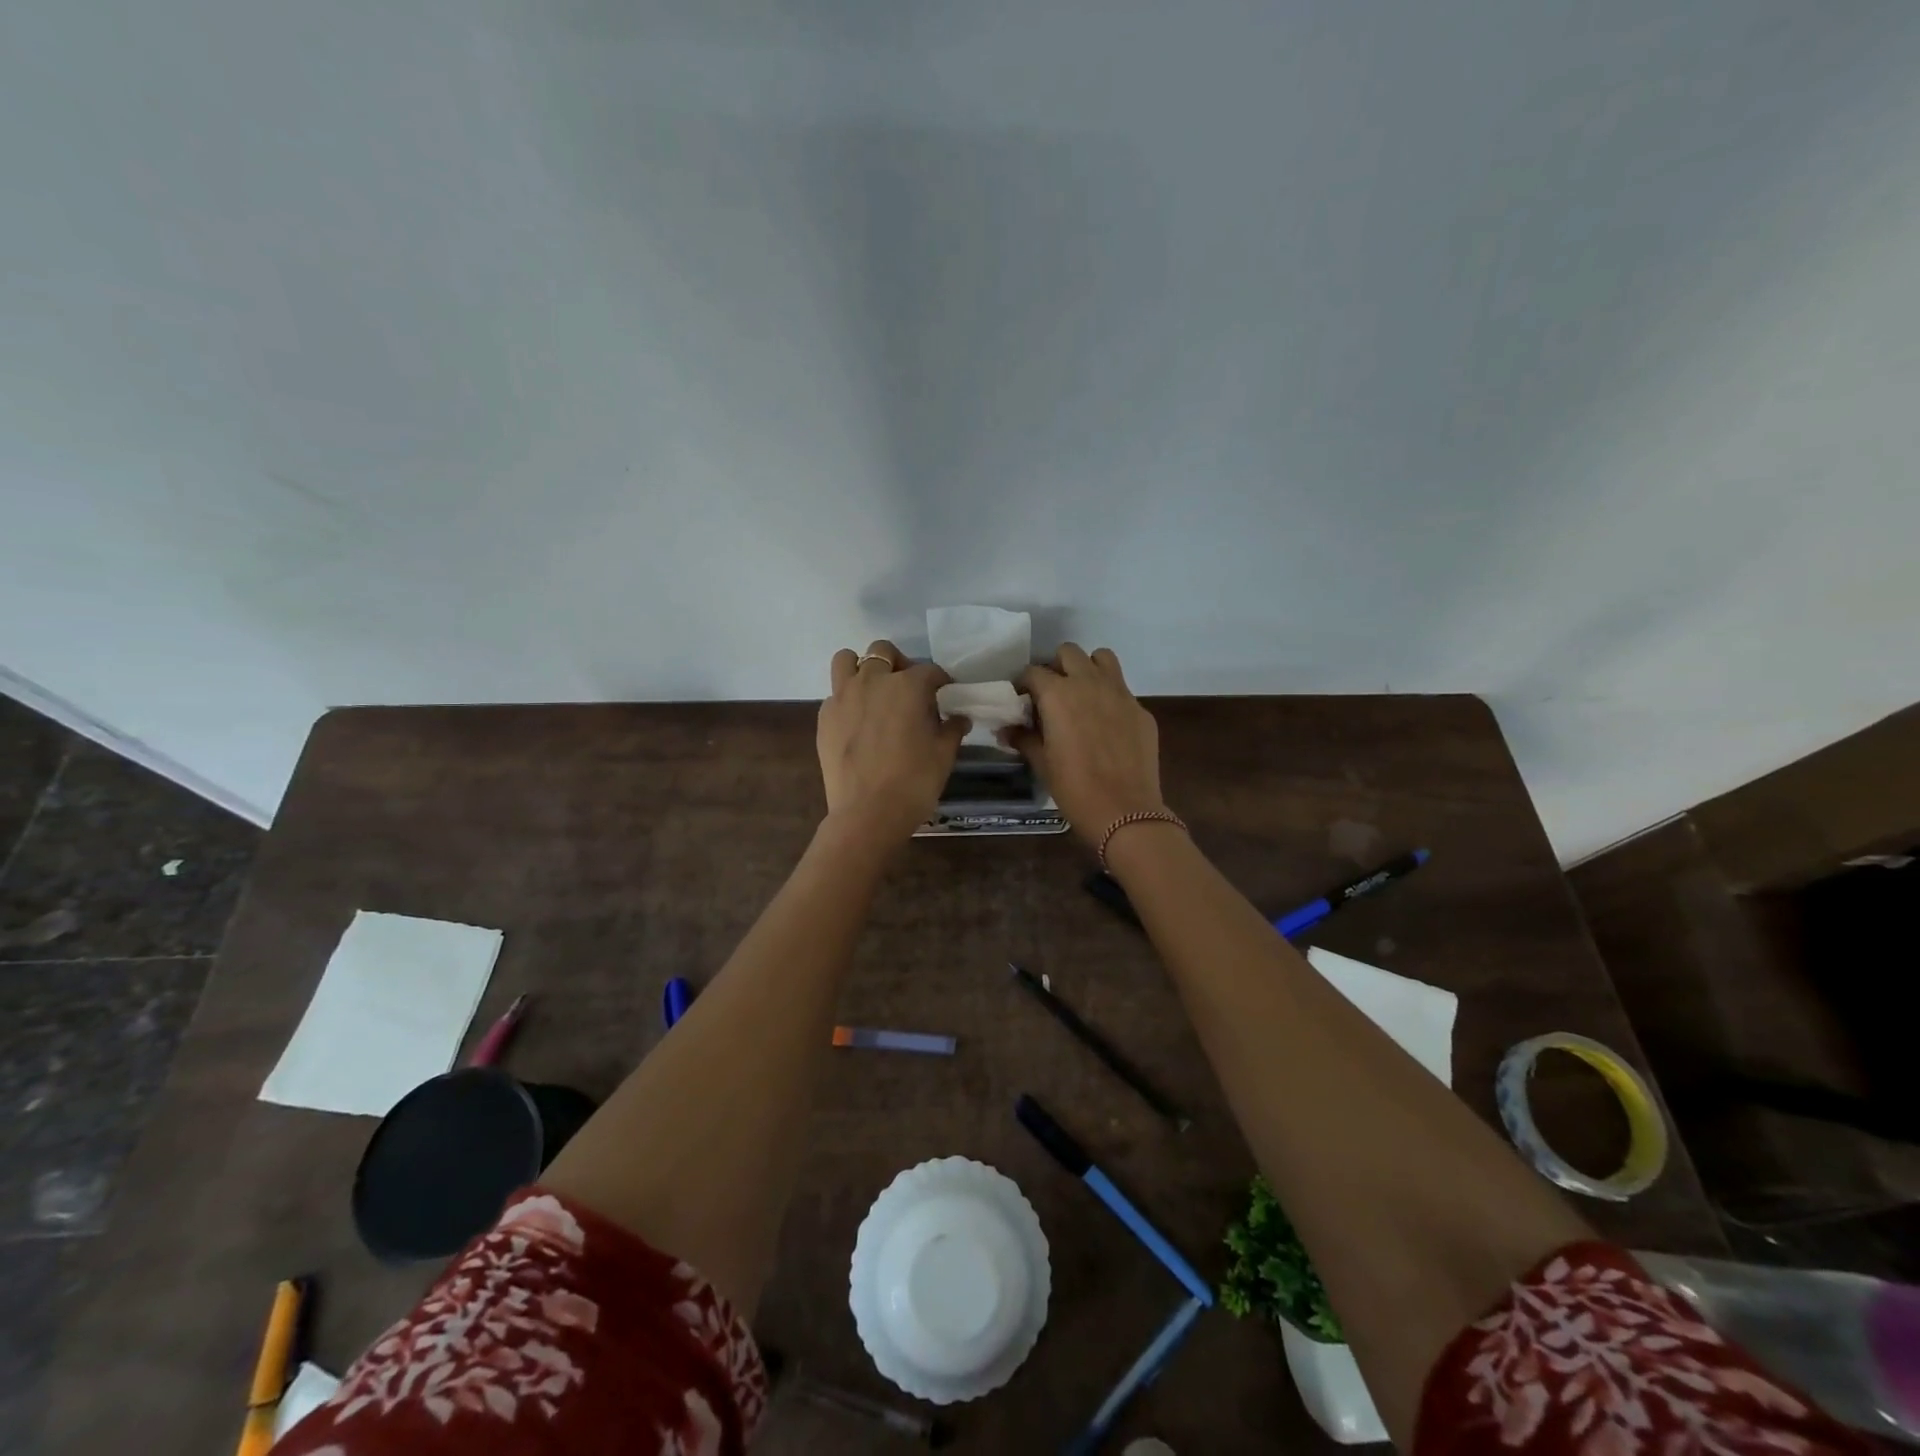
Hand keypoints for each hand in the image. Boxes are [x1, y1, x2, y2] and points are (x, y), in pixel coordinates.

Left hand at [817, 641, 966, 843]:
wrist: (868, 813)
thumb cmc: (914, 782)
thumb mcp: (944, 755)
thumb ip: (951, 729)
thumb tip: (959, 718)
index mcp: (908, 686)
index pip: (929, 670)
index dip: (940, 681)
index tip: (945, 694)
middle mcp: (873, 681)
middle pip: (884, 652)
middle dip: (898, 664)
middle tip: (908, 689)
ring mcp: (843, 696)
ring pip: (847, 660)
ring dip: (862, 668)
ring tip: (873, 692)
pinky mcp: (824, 716)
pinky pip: (835, 693)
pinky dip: (847, 699)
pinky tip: (857, 722)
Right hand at [1009, 644, 1163, 843]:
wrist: (1125, 811)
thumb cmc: (1074, 788)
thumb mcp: (1042, 763)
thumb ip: (1024, 738)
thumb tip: (1007, 730)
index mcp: (1058, 694)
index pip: (1033, 672)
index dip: (1024, 684)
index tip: (1022, 701)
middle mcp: (1089, 683)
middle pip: (1069, 653)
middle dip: (1056, 667)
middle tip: (1052, 694)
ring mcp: (1120, 693)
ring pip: (1102, 658)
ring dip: (1088, 669)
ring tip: (1082, 695)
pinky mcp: (1141, 709)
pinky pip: (1122, 689)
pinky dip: (1110, 697)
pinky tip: (1107, 725)